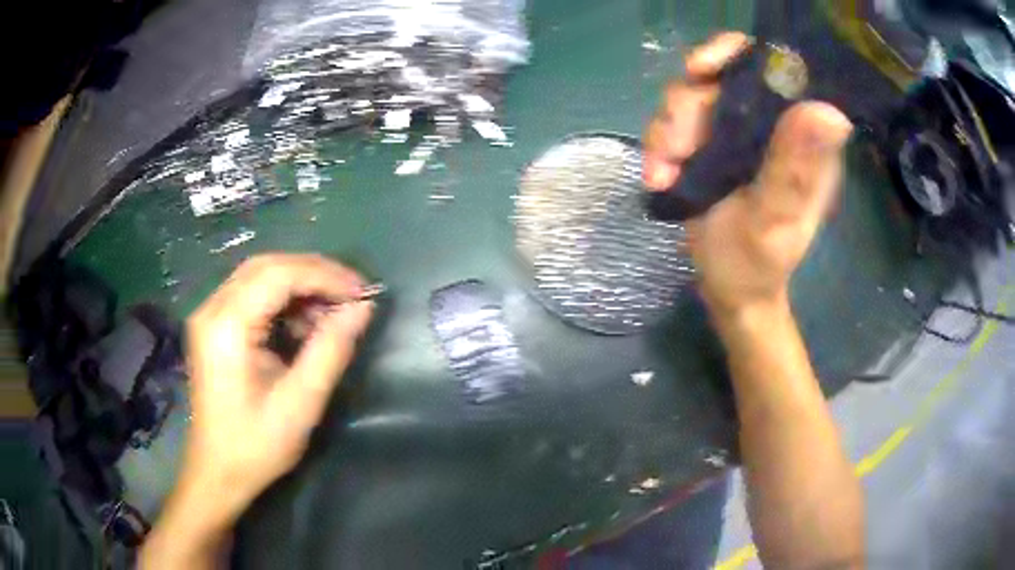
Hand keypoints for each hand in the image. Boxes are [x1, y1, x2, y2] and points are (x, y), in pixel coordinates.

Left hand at [182, 254, 371, 522]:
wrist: (217, 472)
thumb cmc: (256, 446)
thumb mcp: (300, 403)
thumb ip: (331, 350)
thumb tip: (362, 308)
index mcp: (227, 326)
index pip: (278, 274)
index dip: (324, 275)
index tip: (362, 292)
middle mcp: (212, 309)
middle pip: (267, 267)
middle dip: (314, 275)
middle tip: (352, 296)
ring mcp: (209, 316)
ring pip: (260, 276)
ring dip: (300, 287)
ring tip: (332, 313)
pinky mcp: (214, 326)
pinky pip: (252, 295)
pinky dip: (284, 301)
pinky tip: (304, 324)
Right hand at [643, 33, 852, 317]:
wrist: (729, 289)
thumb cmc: (758, 264)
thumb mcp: (774, 220)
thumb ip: (793, 169)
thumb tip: (828, 111)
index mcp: (801, 137)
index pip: (774, 68)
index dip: (735, 54)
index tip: (701, 70)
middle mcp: (771, 124)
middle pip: (719, 77)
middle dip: (687, 109)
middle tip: (674, 151)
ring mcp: (737, 131)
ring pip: (690, 98)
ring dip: (667, 132)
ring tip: (663, 175)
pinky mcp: (710, 144)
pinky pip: (674, 123)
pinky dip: (659, 146)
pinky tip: (659, 177)